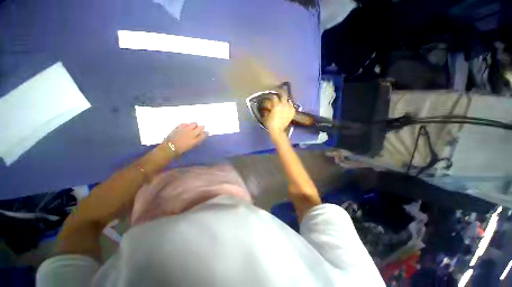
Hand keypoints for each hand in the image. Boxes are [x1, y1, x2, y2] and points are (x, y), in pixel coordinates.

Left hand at [165, 123, 207, 153]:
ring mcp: (186, 129)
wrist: (169, 148)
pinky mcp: (179, 126)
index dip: (206, 133)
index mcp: (196, 140)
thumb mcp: (192, 146)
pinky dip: (186, 125)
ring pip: (194, 123)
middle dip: (201, 128)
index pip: (204, 134)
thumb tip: (201, 136)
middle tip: (199, 130)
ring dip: (194, 125)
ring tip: (192, 128)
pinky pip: (185, 123)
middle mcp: (192, 133)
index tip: (206, 132)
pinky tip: (185, 128)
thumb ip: (197, 140)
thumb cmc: (181, 150)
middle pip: (201, 127)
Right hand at [263, 95, 295, 135]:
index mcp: (276, 105)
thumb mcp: (266, 115)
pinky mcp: (292, 112)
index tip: (270, 98)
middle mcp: (283, 105)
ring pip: (288, 101)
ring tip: (282, 103)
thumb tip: (267, 107)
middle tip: (279, 96)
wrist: (278, 130)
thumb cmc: (270, 123)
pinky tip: (286, 108)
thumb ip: (267, 109)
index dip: (271, 97)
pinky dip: (288, 107)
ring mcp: (289, 108)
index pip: (274, 97)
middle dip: (281, 94)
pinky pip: (291, 106)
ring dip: (284, 101)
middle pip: (284, 95)